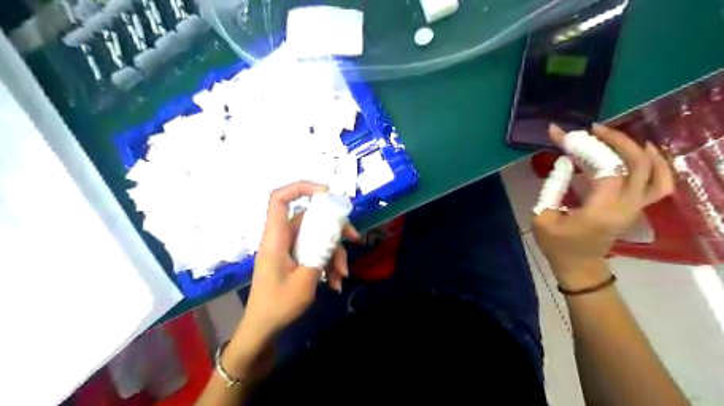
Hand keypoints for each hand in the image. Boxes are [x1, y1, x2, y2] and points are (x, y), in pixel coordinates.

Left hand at [235, 183, 358, 350]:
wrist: (263, 329)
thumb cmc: (278, 306)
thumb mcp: (305, 282)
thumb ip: (320, 255)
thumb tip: (334, 238)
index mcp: (276, 239)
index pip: (279, 200)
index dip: (301, 188)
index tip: (327, 193)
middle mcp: (282, 239)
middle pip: (310, 219)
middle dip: (335, 229)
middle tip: (354, 239)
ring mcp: (289, 250)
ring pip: (317, 238)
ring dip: (334, 253)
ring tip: (343, 275)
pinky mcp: (295, 259)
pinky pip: (315, 252)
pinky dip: (328, 264)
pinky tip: (336, 283)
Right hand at [530, 124, 671, 284]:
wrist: (578, 265)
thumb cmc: (556, 244)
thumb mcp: (542, 216)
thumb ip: (553, 187)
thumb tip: (564, 161)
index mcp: (600, 210)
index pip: (605, 168)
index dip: (586, 147)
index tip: (564, 135)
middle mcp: (625, 206)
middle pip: (635, 164)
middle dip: (614, 141)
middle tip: (591, 130)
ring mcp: (636, 207)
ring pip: (654, 171)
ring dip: (636, 149)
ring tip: (614, 136)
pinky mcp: (636, 207)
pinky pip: (659, 183)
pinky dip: (656, 164)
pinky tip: (642, 151)